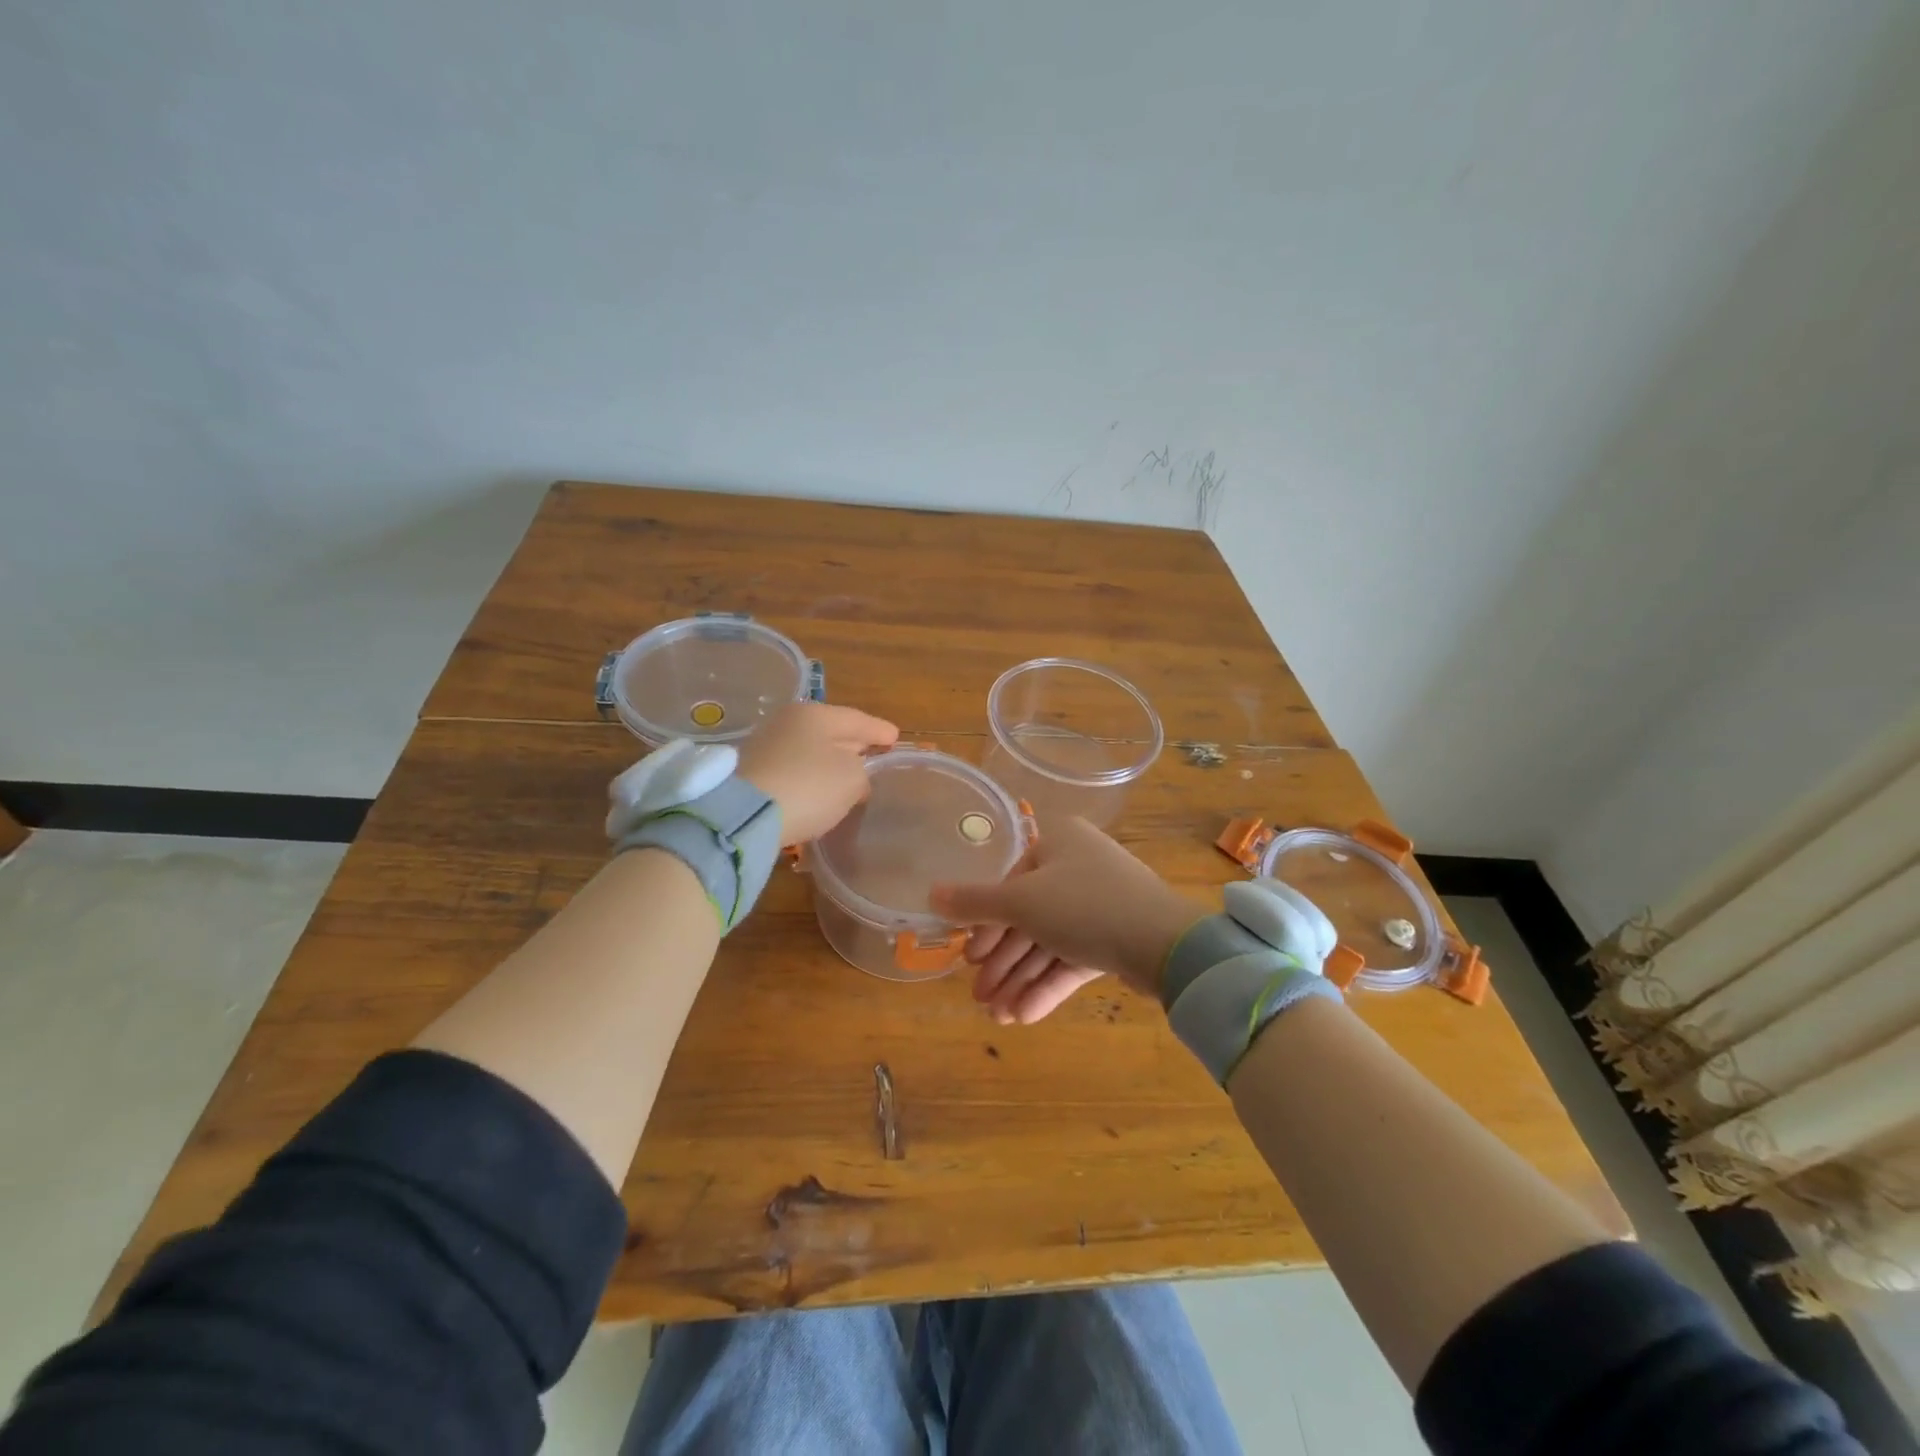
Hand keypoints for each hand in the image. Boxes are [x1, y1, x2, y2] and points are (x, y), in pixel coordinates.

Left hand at [736, 702, 898, 843]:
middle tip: (874, 755)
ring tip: (848, 776)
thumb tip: (854, 775)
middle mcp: (788, 722)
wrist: (744, 815)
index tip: (895, 738)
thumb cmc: (809, 787)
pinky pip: (793, 769)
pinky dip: (809, 777)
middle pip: (832, 732)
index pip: (858, 719)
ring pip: (810, 750)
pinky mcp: (752, 772)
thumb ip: (862, 772)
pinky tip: (818, 789)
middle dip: (854, 744)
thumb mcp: (852, 779)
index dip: (880, 730)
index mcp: (816, 714)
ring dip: (829, 762)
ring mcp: (766, 746)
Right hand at [930, 817, 1203, 1024]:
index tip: (969, 959)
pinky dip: (1048, 985)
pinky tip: (1025, 1016)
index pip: (1011, 882)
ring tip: (998, 1017)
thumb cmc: (1083, 904)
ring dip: (1021, 979)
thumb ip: (974, 901)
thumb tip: (930, 893)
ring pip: (1049, 943)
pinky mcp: (1115, 937)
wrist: (1164, 942)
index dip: (986, 924)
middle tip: (979, 996)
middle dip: (1002, 962)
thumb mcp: (1020, 901)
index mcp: (1058, 842)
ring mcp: (1100, 904)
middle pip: (1028, 918)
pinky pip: (1073, 959)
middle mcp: (1078, 868)